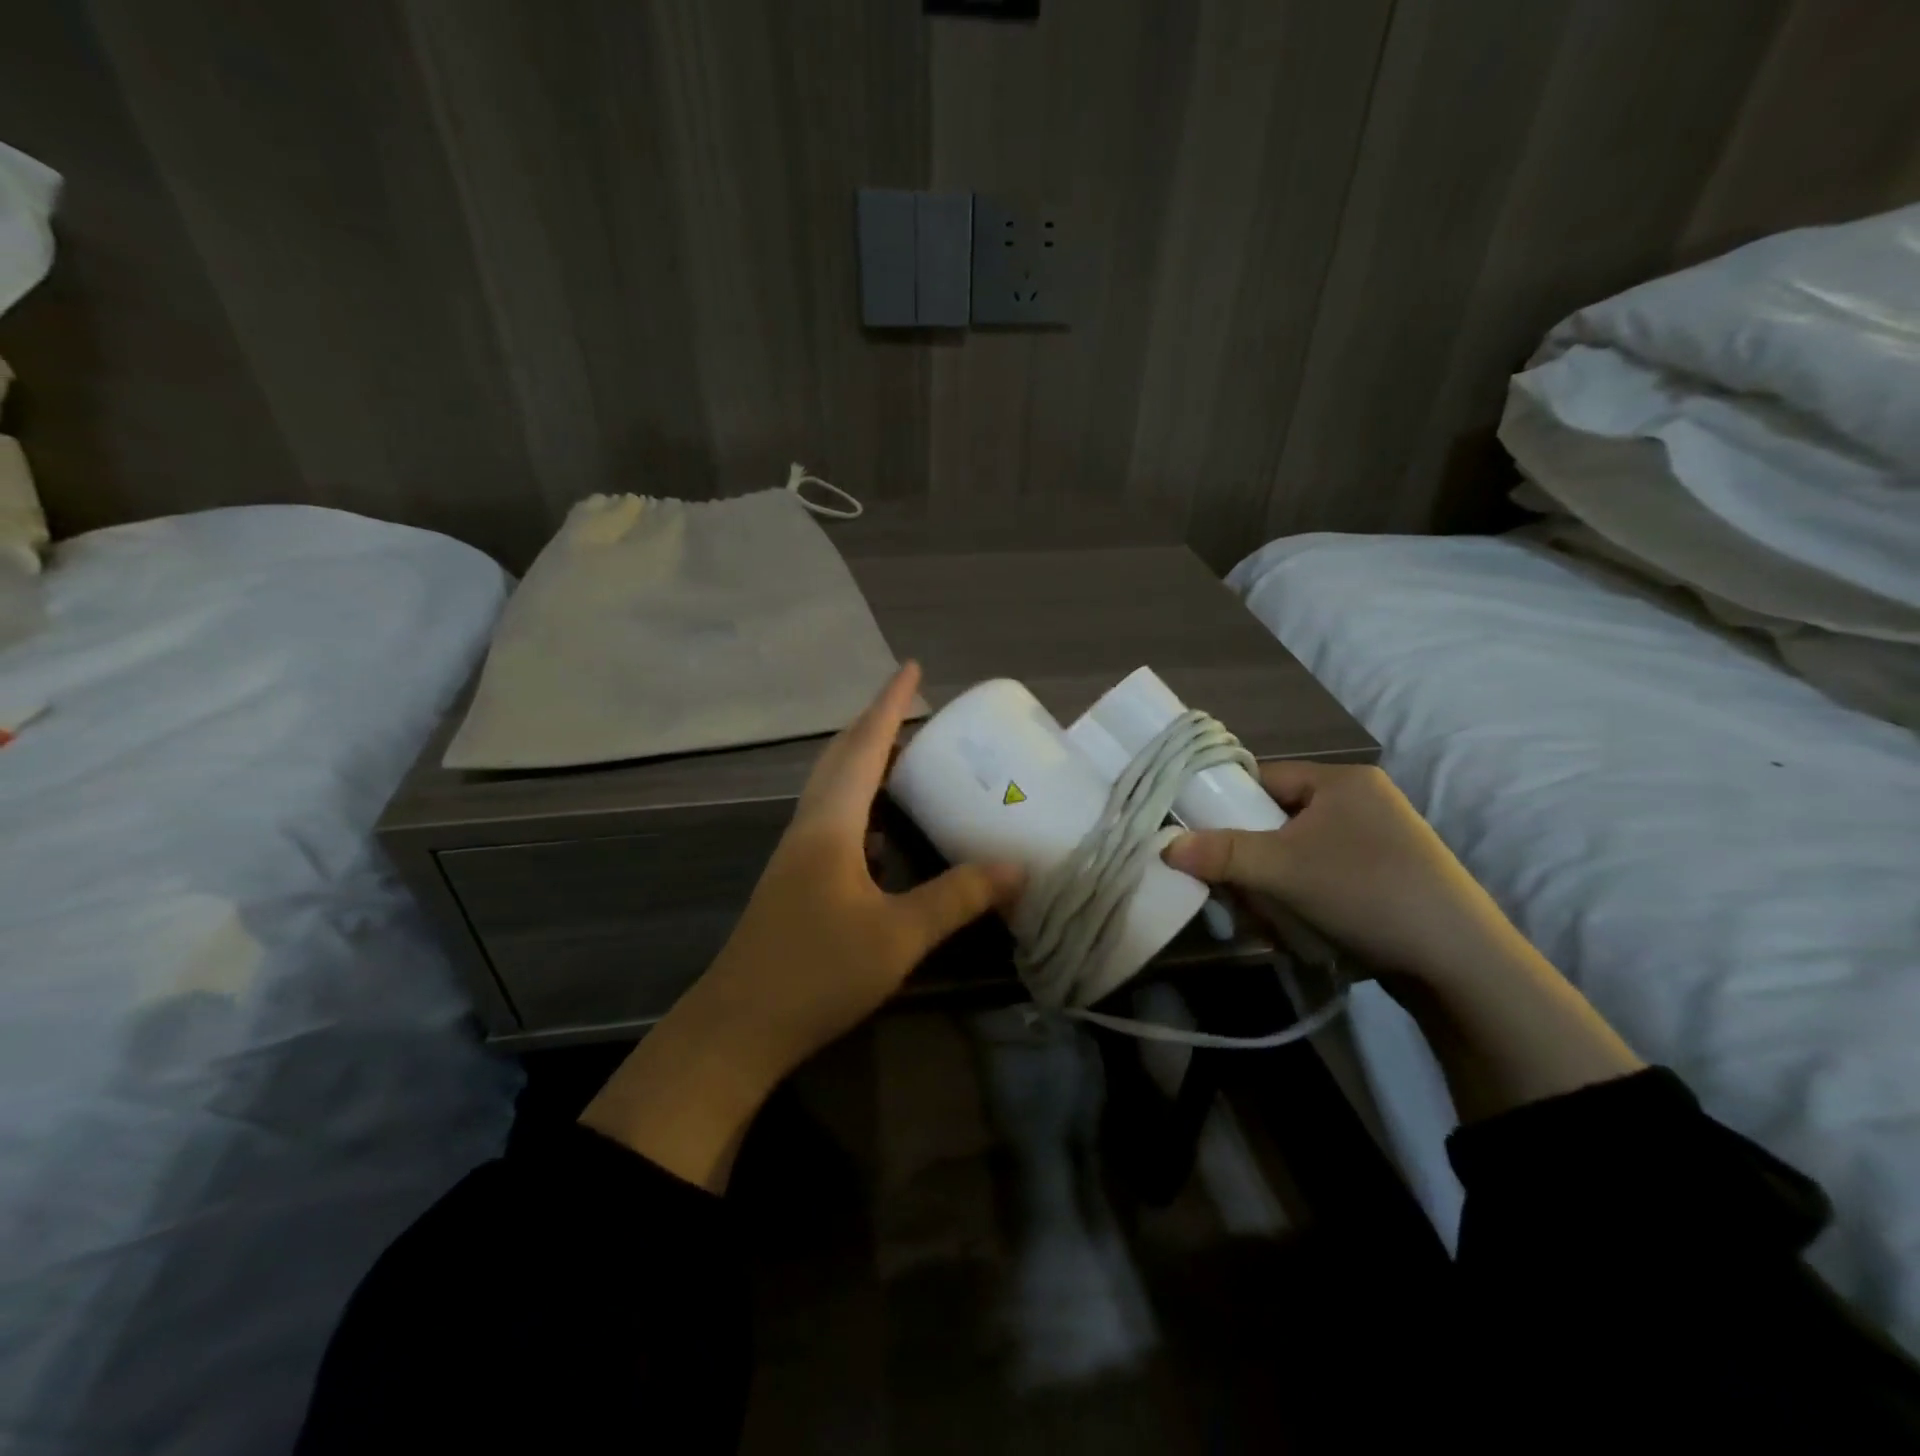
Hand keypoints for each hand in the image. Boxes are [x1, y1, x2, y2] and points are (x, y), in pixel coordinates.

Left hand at [582, 663, 1021, 1189]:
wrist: (739, 1026)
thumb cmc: (817, 972)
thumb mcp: (898, 935)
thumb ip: (958, 897)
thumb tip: (1018, 866)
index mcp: (831, 823)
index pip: (864, 746)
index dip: (889, 705)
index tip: (910, 668)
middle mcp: (810, 826)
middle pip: (841, 757)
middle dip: (874, 723)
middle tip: (911, 705)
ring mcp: (798, 853)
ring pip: (832, 787)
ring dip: (862, 759)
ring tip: (901, 751)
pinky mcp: (796, 879)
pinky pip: (832, 818)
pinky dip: (858, 801)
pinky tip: (880, 825)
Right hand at [1163, 760, 1533, 989]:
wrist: (1459, 962)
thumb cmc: (1365, 891)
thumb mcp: (1282, 869)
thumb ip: (1220, 854)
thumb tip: (1165, 847)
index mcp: (1341, 779)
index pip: (1263, 777)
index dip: (1226, 803)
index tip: (1201, 837)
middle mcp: (1361, 800)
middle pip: (1277, 817)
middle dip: (1250, 854)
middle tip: (1233, 885)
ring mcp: (1377, 840)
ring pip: (1296, 851)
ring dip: (1272, 881)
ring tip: (1265, 913)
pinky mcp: (1386, 876)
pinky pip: (1322, 873)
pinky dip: (1301, 895)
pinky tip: (1297, 924)